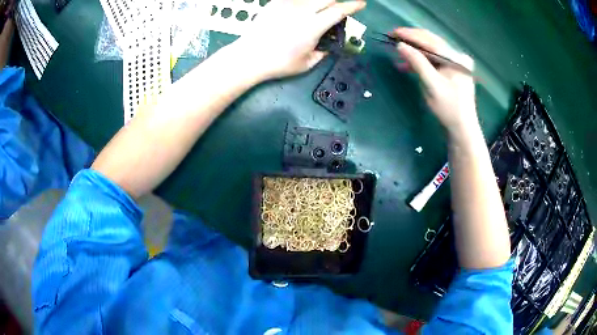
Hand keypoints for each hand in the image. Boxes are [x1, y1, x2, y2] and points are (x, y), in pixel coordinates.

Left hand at [231, 0, 365, 80]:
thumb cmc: (279, 63)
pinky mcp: (275, 3)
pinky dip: (304, 1)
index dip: (353, 6)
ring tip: (319, 11)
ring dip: (321, 1)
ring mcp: (287, 5)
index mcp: (313, 26)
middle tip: (339, 9)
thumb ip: (322, 53)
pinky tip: (302, 9)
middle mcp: (302, 11)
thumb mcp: (307, 64)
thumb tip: (329, 46)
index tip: (361, 3)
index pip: (339, 10)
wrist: (249, 57)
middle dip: (337, 1)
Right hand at [394, 28, 476, 134]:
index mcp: (456, 58)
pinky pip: (433, 61)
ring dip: (414, 51)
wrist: (462, 128)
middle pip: (431, 43)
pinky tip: (407, 65)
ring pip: (431, 51)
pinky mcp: (451, 71)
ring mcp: (455, 64)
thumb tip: (400, 45)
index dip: (411, 35)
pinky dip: (421, 62)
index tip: (393, 32)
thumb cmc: (449, 108)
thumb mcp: (432, 85)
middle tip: (393, 37)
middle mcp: (457, 57)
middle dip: (412, 40)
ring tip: (397, 51)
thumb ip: (417, 63)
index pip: (431, 41)